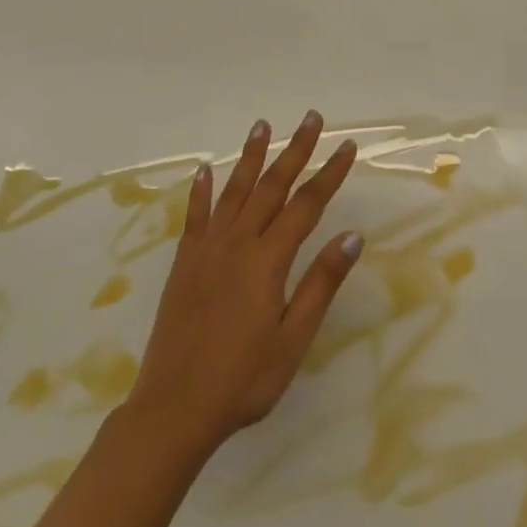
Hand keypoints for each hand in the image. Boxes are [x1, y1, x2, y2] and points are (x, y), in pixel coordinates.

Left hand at [126, 112, 362, 454]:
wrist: (173, 408)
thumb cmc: (244, 378)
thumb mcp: (293, 338)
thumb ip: (321, 283)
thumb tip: (352, 236)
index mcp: (268, 259)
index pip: (306, 205)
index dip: (329, 174)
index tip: (347, 147)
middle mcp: (237, 242)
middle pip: (272, 186)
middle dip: (295, 150)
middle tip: (311, 118)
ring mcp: (206, 250)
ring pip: (234, 191)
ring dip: (251, 156)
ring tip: (263, 126)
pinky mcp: (184, 263)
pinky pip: (195, 216)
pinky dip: (202, 190)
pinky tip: (206, 170)